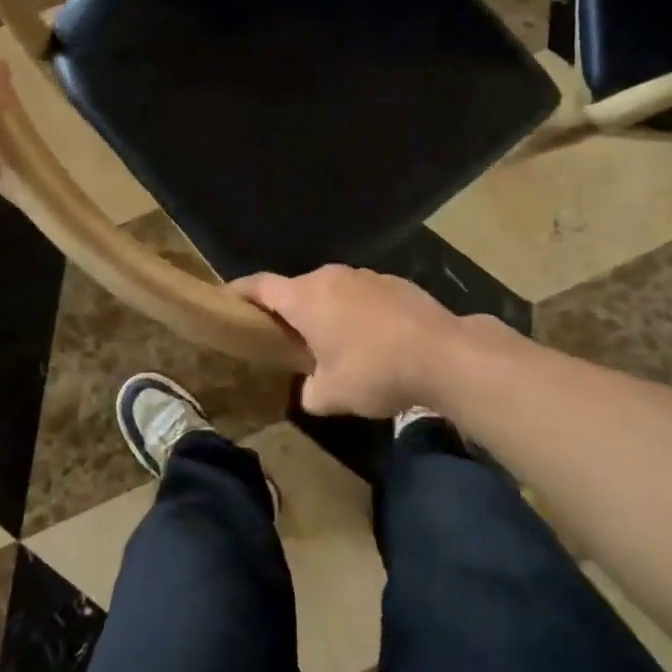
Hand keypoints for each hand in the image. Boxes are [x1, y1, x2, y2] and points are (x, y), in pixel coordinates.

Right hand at [235, 266, 488, 418]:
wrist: (443, 354)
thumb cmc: (375, 371)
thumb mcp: (332, 395)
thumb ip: (309, 390)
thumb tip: (310, 388)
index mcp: (305, 298)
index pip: (261, 286)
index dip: (241, 292)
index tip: (227, 298)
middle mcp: (332, 277)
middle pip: (298, 289)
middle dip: (291, 311)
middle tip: (289, 339)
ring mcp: (366, 276)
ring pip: (334, 291)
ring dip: (328, 312)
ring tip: (336, 344)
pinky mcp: (395, 283)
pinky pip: (363, 295)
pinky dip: (359, 313)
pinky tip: (375, 341)